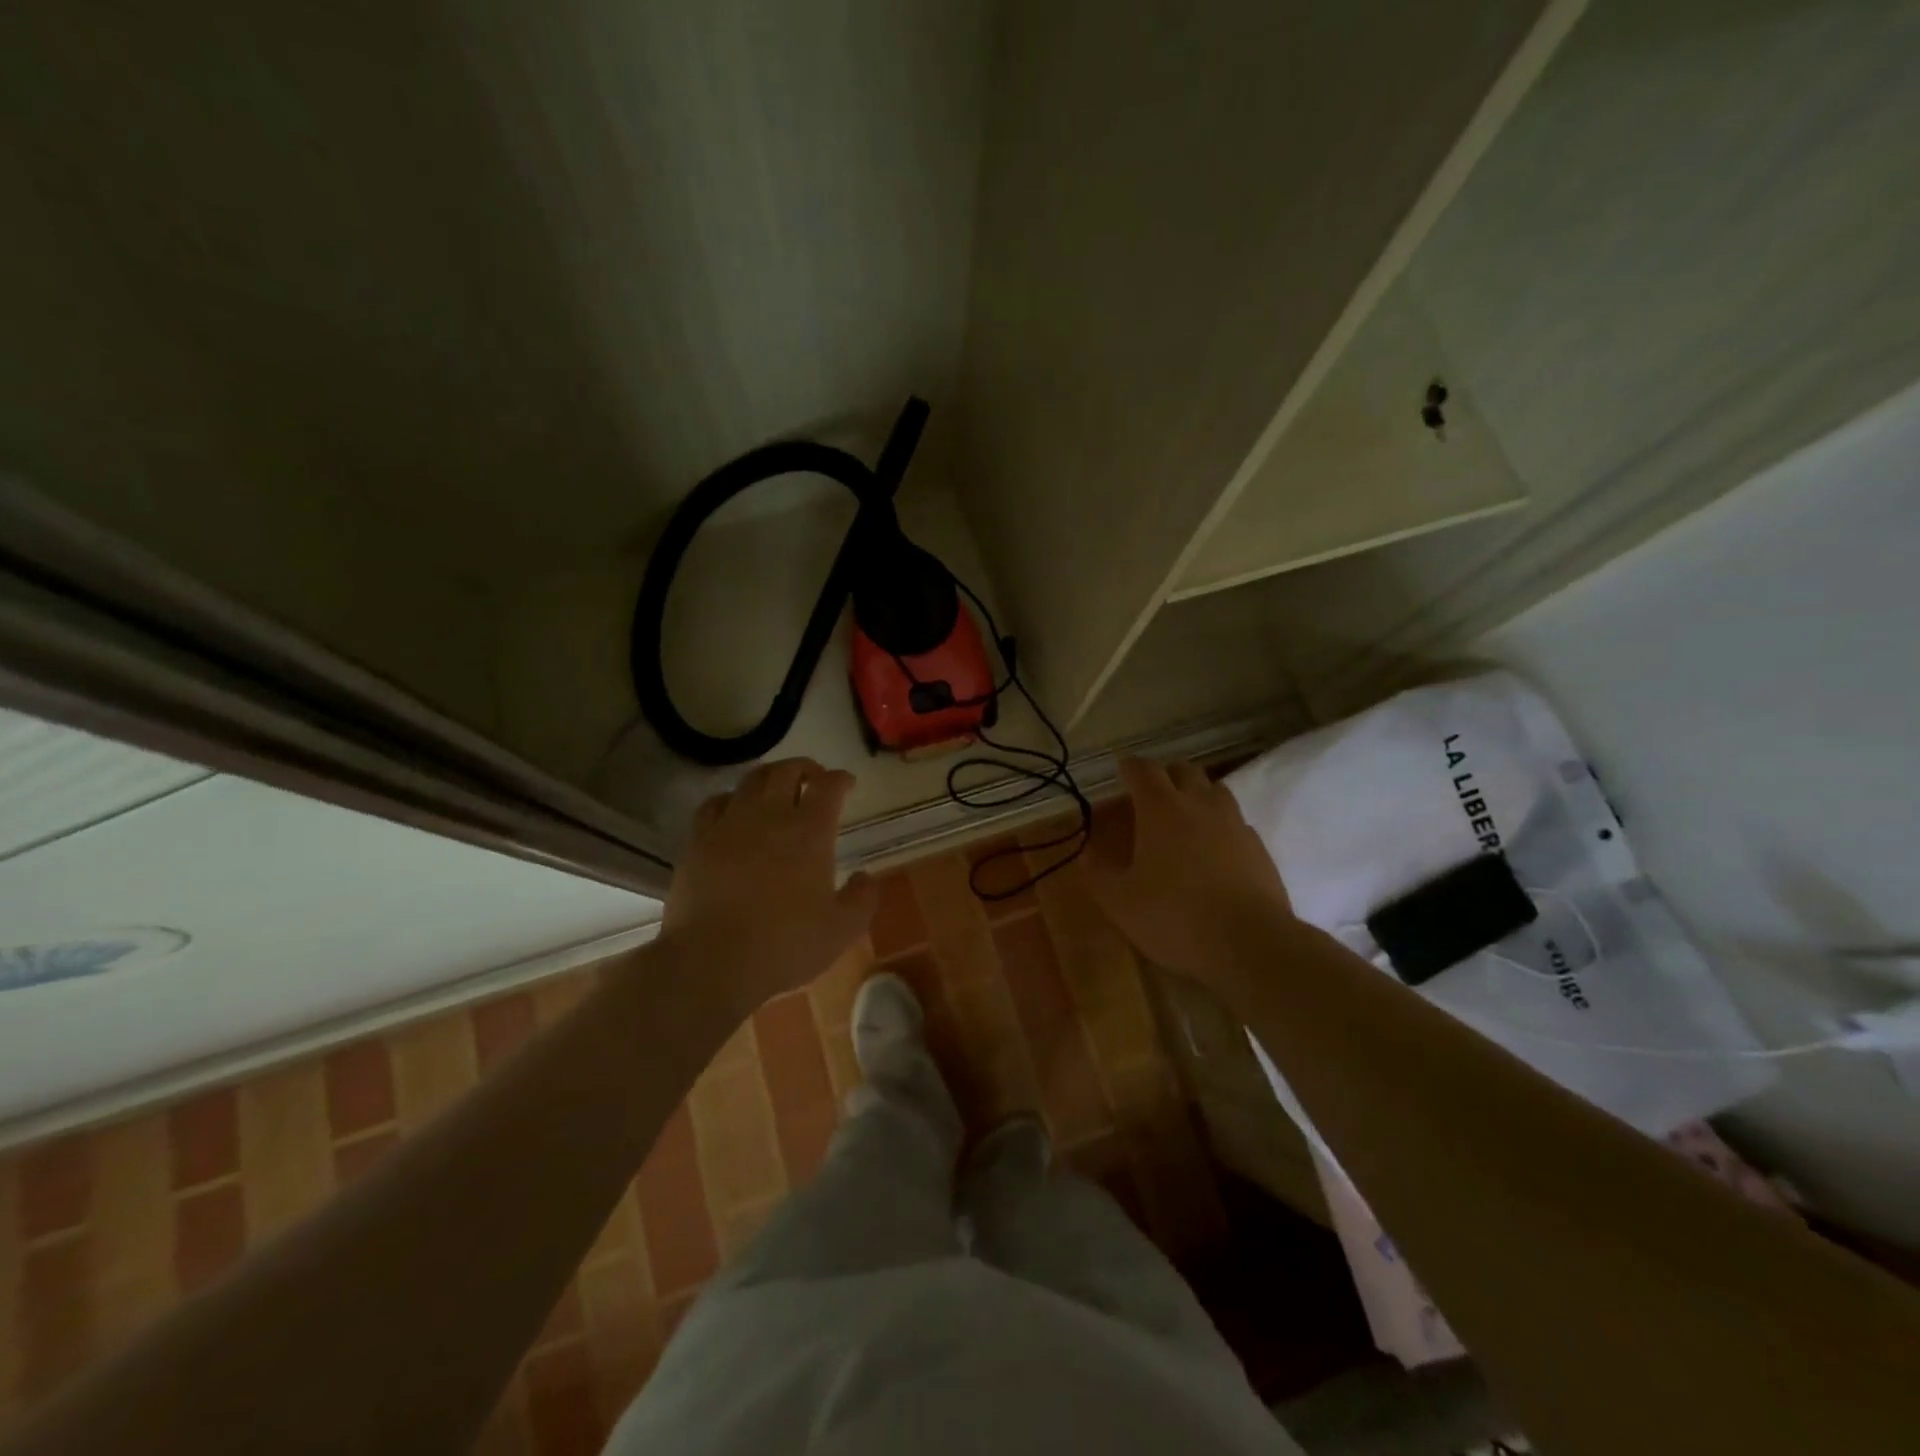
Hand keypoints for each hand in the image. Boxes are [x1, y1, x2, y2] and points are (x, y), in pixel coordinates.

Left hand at [660, 758, 878, 1017]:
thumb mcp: (841, 930)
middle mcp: (770, 815)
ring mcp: (730, 824)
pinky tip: (734, 810)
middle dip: (806, 768)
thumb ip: (862, 899)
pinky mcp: (698, 840)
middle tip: (814, 779)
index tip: (848, 784)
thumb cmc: (784, 945)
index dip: (841, 779)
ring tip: (777, 788)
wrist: (711, 962)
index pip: (829, 786)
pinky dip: (731, 798)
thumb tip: (866, 876)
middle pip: (788, 770)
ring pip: (751, 780)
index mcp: (810, 832)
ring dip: (770, 776)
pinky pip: (714, 803)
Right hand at [1086, 757, 1295, 990]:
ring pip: (1216, 790)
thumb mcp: (1120, 901)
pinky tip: (1214, 848)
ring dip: (1197, 793)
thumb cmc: (1174, 916)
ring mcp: (1234, 823)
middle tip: (1151, 792)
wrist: (1249, 943)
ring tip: (1184, 814)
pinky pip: (1236, 821)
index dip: (1130, 766)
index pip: (1143, 770)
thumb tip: (1086, 853)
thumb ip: (1099, 872)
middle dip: (1166, 774)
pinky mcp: (1258, 847)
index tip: (1121, 769)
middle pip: (1184, 770)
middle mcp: (1200, 805)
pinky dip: (1221, 824)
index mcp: (1161, 809)